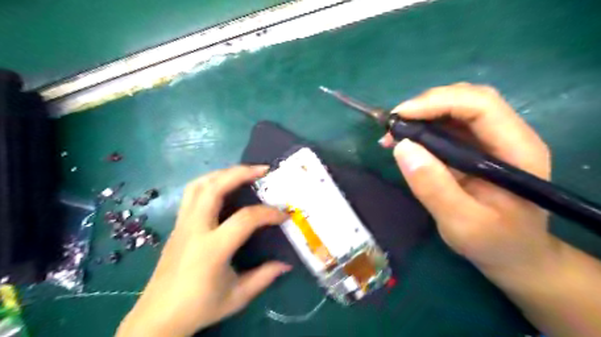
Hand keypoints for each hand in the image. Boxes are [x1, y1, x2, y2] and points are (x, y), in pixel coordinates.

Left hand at [116, 166, 290, 336]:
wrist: (157, 318)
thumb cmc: (199, 307)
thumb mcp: (237, 296)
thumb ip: (264, 277)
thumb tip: (287, 264)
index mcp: (212, 249)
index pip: (245, 219)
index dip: (268, 213)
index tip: (284, 215)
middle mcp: (195, 229)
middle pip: (215, 188)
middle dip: (241, 173)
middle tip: (262, 169)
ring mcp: (182, 224)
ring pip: (199, 185)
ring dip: (222, 173)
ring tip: (242, 173)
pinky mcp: (177, 225)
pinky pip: (191, 194)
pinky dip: (209, 183)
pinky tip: (222, 187)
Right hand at [379, 83, 552, 278]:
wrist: (514, 254)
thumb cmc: (494, 242)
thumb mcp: (461, 222)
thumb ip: (434, 187)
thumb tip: (402, 148)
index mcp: (517, 150)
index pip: (480, 105)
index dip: (438, 102)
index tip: (400, 116)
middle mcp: (508, 136)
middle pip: (467, 99)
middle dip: (426, 105)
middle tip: (393, 125)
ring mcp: (491, 140)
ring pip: (455, 109)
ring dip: (421, 115)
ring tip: (393, 134)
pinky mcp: (475, 148)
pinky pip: (447, 126)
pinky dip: (422, 128)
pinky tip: (404, 142)